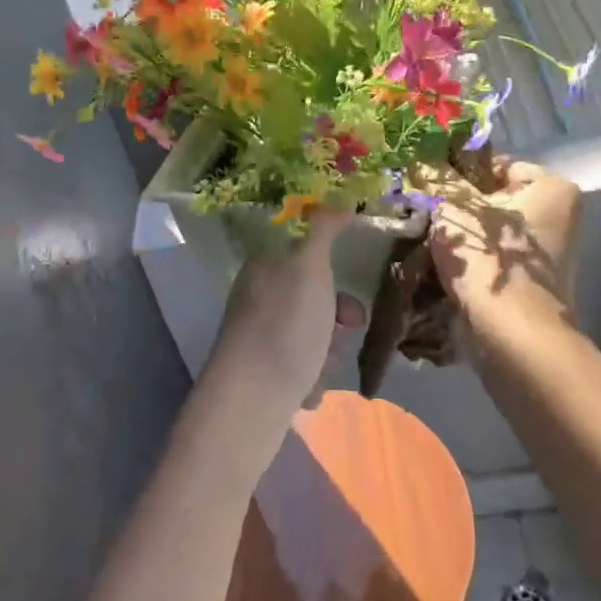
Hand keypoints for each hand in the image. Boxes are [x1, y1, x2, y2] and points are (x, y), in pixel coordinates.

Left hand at [201, 209, 364, 434]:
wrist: (250, 401)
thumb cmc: (285, 325)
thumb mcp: (309, 267)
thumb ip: (324, 231)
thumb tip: (339, 199)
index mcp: (264, 268)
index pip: (305, 259)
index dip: (332, 278)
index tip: (350, 297)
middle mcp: (257, 298)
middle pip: (313, 300)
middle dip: (334, 321)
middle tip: (343, 334)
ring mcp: (257, 338)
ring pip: (311, 337)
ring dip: (326, 353)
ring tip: (319, 368)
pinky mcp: (259, 373)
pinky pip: (299, 368)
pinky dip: (310, 379)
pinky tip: (308, 391)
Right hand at [429, 157, 579, 324]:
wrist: (511, 334)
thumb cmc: (487, 258)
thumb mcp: (453, 207)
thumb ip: (436, 177)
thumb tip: (419, 156)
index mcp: (552, 187)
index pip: (496, 165)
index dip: (459, 172)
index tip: (429, 187)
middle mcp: (558, 216)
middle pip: (494, 199)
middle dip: (458, 207)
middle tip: (423, 212)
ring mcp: (547, 254)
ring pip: (490, 232)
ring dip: (460, 236)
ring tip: (427, 239)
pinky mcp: (532, 283)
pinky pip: (493, 259)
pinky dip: (471, 261)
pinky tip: (441, 265)